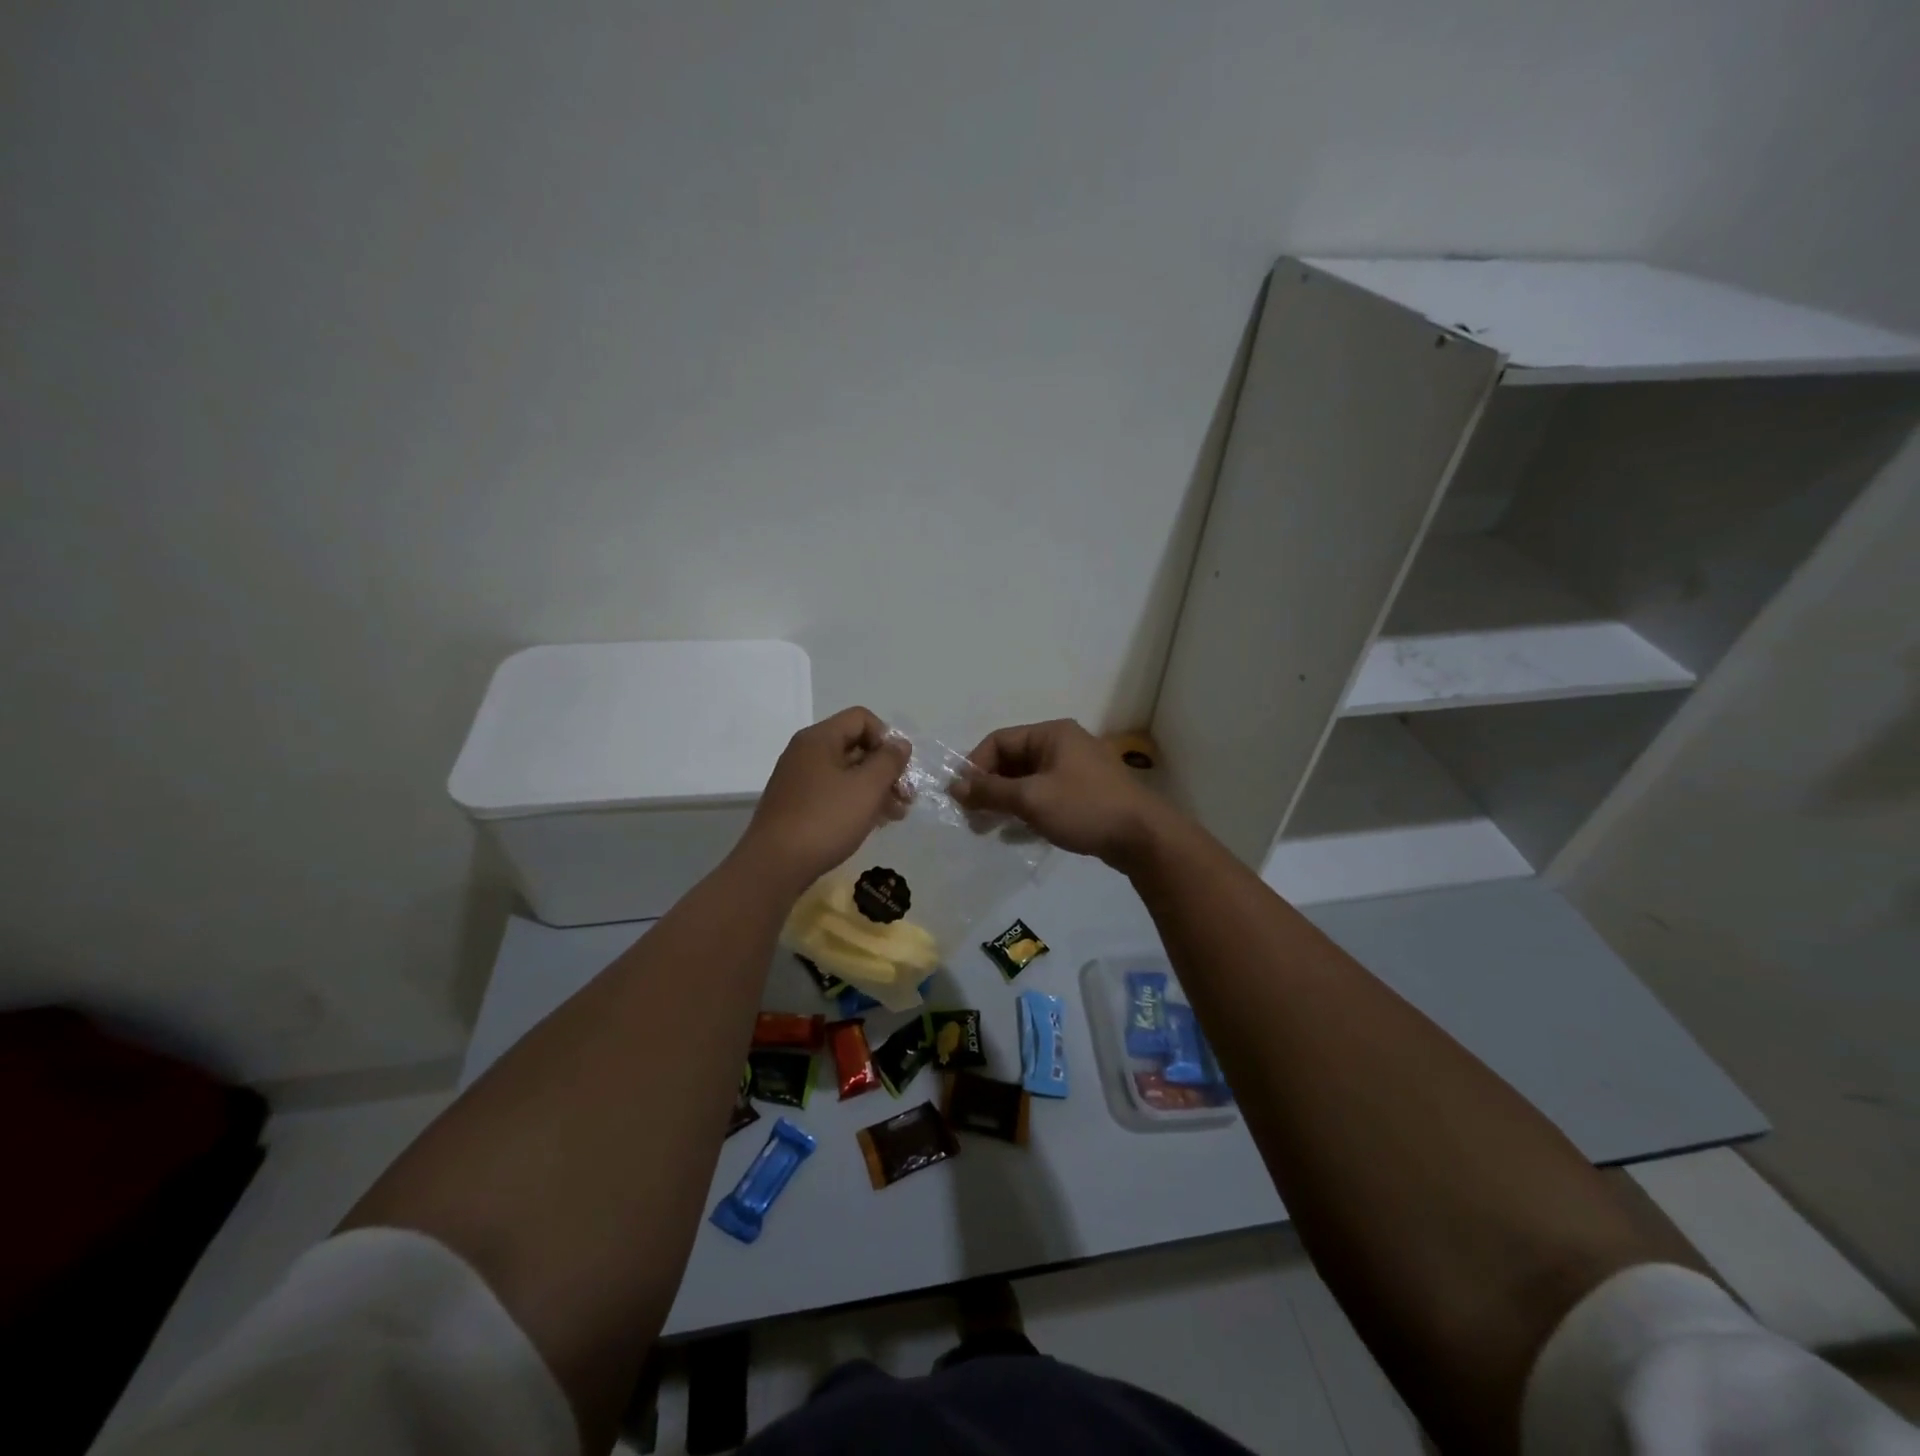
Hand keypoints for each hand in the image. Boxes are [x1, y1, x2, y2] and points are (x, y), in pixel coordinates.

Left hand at [739, 707, 910, 890]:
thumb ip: (889, 761)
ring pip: (846, 773)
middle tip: (906, 797)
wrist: (774, 865)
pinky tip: (872, 823)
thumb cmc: (826, 820)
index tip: (898, 768)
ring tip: (896, 816)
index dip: (886, 738)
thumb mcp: (867, 788)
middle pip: (855, 746)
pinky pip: (833, 793)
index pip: (861, 718)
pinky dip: (855, 802)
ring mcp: (798, 779)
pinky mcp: (796, 805)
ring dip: (875, 789)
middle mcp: (805, 752)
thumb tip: (899, 744)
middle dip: (885, 769)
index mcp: (819, 739)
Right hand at [950, 719, 1175, 869]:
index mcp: (1051, 734)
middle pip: (1012, 760)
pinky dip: (1026, 811)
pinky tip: (1016, 834)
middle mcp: (1063, 745)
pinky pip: (1044, 795)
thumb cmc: (1084, 808)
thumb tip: (954, 787)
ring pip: (1027, 781)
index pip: (999, 741)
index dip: (975, 766)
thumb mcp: (1031, 798)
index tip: (961, 797)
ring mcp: (1076, 770)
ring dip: (1005, 802)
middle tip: (972, 817)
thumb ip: (990, 791)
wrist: (1143, 837)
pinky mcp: (1084, 794)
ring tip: (988, 828)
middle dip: (989, 788)